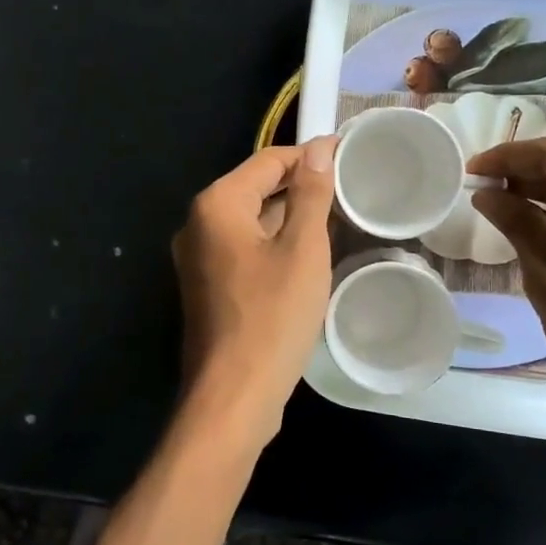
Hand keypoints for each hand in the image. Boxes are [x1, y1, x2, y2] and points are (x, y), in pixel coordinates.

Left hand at [172, 136, 338, 448]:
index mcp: (215, 205)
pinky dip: (273, 243)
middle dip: (298, 185)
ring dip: (287, 216)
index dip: (308, 155)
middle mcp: (198, 224)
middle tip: (347, 187)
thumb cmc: (272, 317)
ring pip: (250, 221)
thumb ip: (310, 195)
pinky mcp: (207, 286)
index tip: (347, 153)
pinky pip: (244, 249)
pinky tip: (304, 254)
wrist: (233, 395)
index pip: (267, 161)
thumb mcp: (302, 250)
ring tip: (334, 216)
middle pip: (254, 188)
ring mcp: (198, 258)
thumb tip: (319, 149)